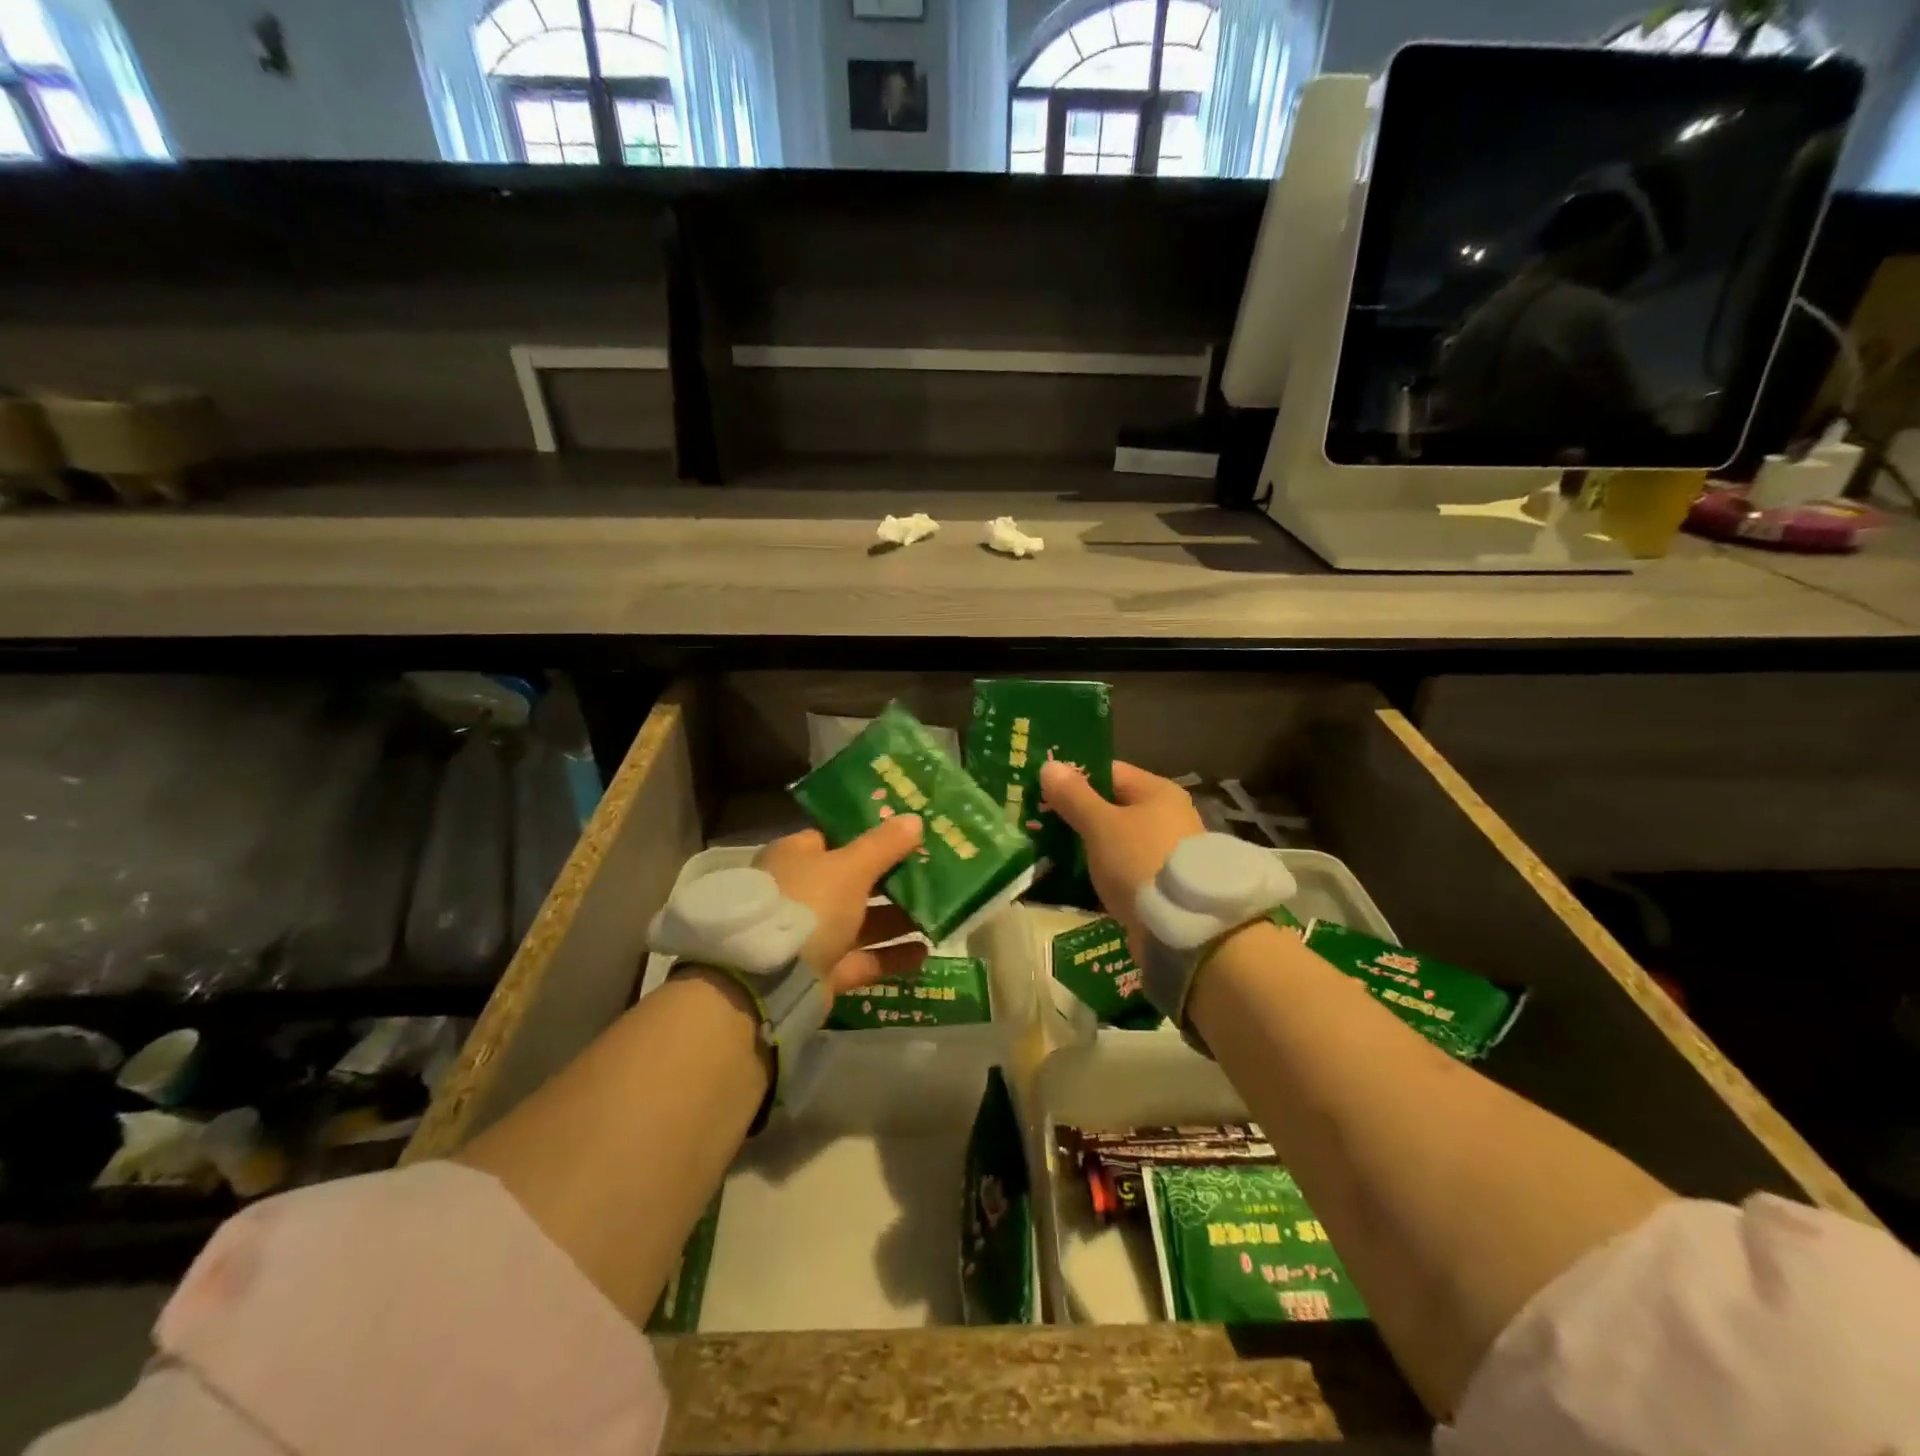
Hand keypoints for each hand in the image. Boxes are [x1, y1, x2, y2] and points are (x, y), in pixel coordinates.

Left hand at [754, 817, 927, 993]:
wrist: (771, 980)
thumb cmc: (810, 903)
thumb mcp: (851, 867)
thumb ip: (884, 845)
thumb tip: (915, 818)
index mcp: (796, 857)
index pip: (833, 837)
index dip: (868, 834)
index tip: (905, 833)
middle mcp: (801, 892)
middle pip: (853, 881)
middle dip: (891, 878)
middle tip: (932, 870)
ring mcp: (811, 934)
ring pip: (861, 921)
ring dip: (897, 917)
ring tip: (938, 910)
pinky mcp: (823, 970)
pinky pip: (864, 958)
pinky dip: (892, 955)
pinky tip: (926, 951)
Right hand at [1039, 759, 1204, 951]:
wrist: (1184, 929)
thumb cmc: (1141, 861)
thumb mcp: (1101, 825)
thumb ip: (1073, 796)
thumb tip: (1048, 765)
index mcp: (1157, 792)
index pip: (1108, 772)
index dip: (1073, 778)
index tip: (1040, 788)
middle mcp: (1166, 816)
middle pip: (1111, 806)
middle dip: (1075, 813)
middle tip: (1036, 821)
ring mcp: (1164, 851)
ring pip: (1115, 839)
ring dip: (1086, 844)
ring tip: (1047, 850)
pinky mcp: (1159, 883)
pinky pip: (1122, 867)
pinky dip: (1100, 870)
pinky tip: (1072, 876)